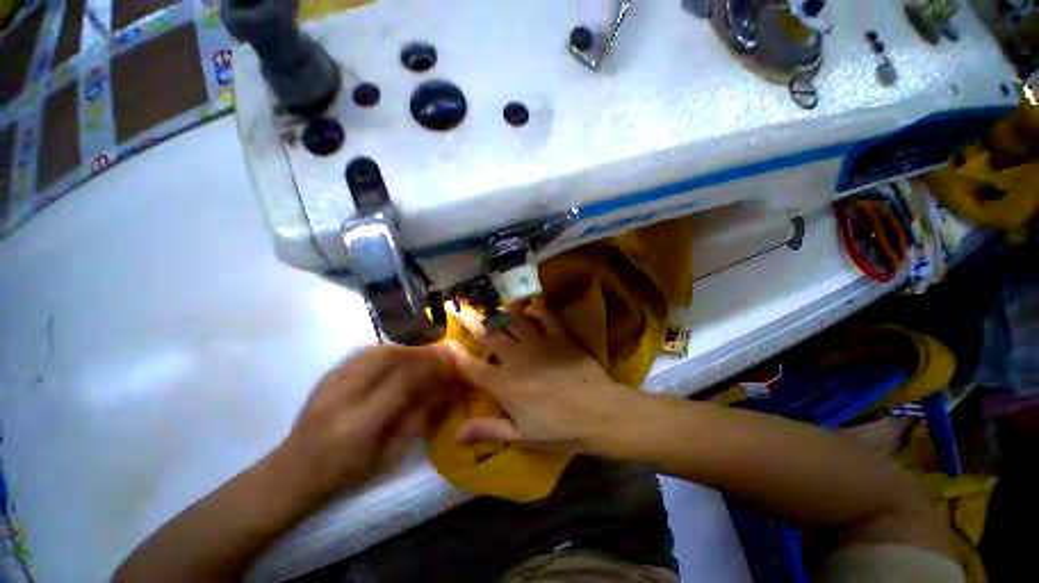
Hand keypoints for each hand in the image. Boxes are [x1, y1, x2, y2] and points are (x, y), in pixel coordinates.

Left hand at [281, 346, 454, 494]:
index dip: (431, 368)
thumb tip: (444, 390)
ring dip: (407, 349)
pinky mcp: (328, 374)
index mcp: (360, 425)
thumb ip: (419, 420)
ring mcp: (331, 382)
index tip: (451, 363)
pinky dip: (389, 350)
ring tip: (422, 355)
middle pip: (389, 358)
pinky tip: (399, 356)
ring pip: (377, 351)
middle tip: (440, 354)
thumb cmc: (347, 472)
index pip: (403, 382)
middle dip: (421, 353)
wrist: (294, 470)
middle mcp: (344, 397)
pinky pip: (365, 352)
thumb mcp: (390, 456)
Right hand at [451, 305, 638, 453]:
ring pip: (513, 320)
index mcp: (505, 385)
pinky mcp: (559, 337)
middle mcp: (517, 359)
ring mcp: (539, 344)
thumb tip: (455, 436)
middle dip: (471, 321)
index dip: (455, 357)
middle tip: (459, 308)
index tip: (446, 346)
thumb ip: (488, 430)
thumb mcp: (521, 436)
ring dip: (500, 312)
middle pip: (489, 335)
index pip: (472, 368)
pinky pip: (544, 316)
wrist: (600, 413)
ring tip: (491, 307)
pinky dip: (535, 311)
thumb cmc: (560, 429)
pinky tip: (529, 310)